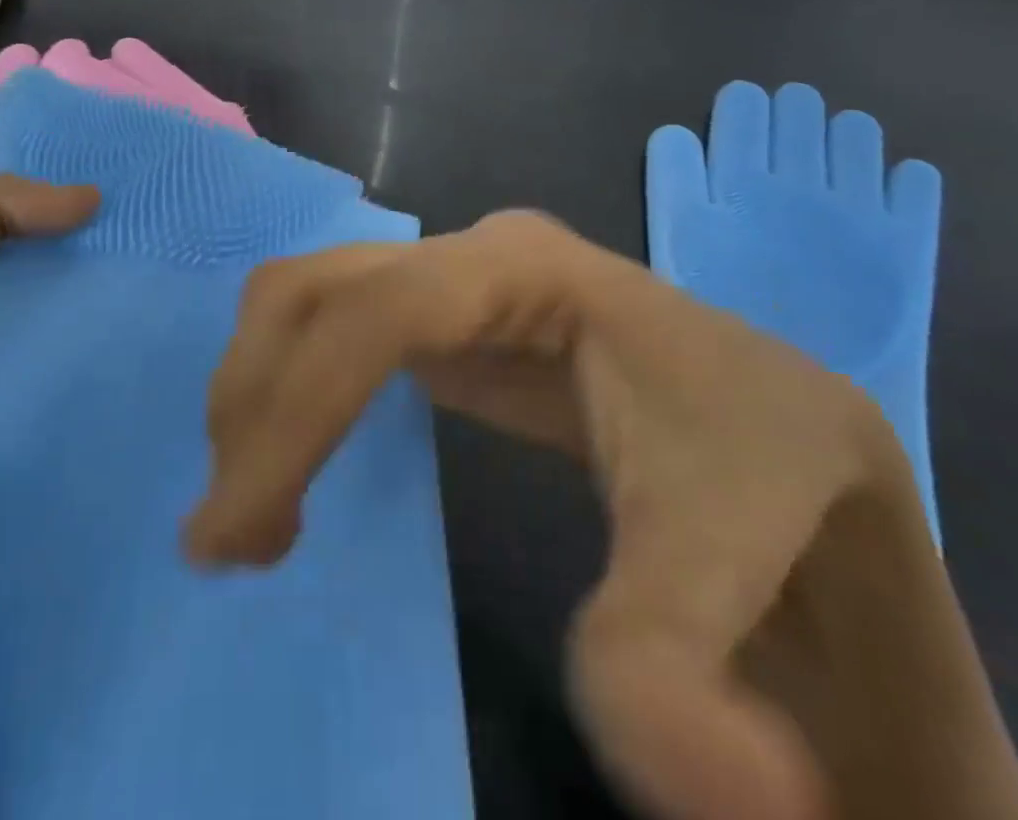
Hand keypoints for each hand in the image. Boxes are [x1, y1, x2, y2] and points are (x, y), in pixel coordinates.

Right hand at [185, 213, 1017, 819]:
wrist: (786, 436)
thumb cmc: (766, 479)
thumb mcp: (728, 573)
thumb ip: (671, 682)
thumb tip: (669, 795)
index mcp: (530, 273)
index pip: (381, 315)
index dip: (295, 409)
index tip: (238, 537)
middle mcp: (477, 251)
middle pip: (318, 291)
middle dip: (253, 401)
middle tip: (231, 535)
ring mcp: (456, 274)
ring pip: (309, 297)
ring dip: (258, 392)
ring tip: (256, 512)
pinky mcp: (445, 313)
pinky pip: (333, 323)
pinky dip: (288, 385)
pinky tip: (292, 465)